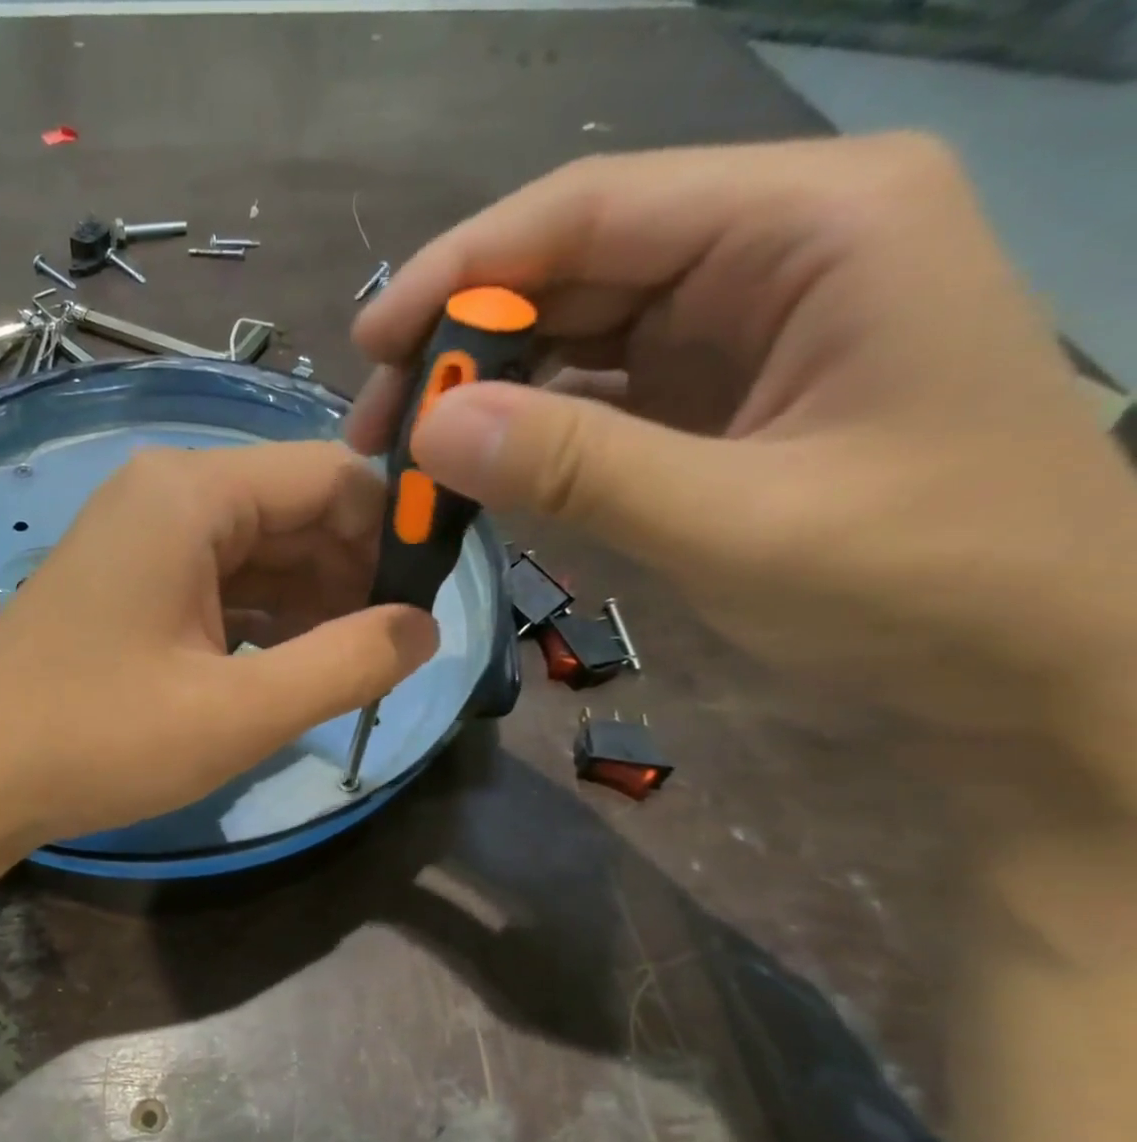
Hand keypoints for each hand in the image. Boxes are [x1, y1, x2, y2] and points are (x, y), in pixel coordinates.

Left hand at [0, 442, 437, 854]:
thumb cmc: (98, 741)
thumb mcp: (238, 713)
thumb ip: (346, 664)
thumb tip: (424, 629)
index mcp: (191, 494)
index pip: (332, 478)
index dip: (395, 532)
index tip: (433, 600)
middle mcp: (165, 494)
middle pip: (295, 511)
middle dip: (353, 575)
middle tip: (395, 650)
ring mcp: (140, 537)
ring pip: (260, 551)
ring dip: (311, 603)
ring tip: (350, 667)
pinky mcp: (127, 581)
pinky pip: (219, 581)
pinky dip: (262, 619)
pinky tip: (287, 665)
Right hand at [348, 135, 1136, 773]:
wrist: (1037, 666)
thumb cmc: (925, 583)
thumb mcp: (736, 522)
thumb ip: (577, 467)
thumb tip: (426, 429)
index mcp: (811, 226)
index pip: (592, 211)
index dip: (462, 272)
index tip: (368, 346)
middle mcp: (773, 252)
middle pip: (572, 271)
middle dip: (462, 344)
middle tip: (377, 429)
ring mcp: (743, 329)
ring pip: (574, 336)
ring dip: (486, 393)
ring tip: (412, 457)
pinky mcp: (718, 400)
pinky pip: (596, 397)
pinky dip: (529, 434)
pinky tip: (478, 473)